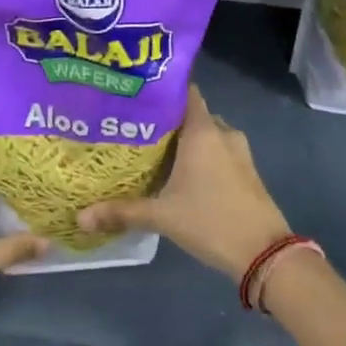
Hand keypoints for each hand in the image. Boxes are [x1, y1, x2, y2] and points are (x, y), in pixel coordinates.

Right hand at [76, 85, 290, 279]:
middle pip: (191, 115)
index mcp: (203, 131)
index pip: (184, 92)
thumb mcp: (162, 216)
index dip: (161, 91)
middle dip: (166, 120)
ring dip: (184, 141)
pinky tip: (179, 173)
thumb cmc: (211, 221)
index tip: (136, 96)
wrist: (264, 253)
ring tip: (152, 151)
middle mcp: (222, 133)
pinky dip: (200, 156)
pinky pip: (218, 151)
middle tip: (134, 128)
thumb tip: (81, 216)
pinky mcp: (246, 171)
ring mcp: (239, 152)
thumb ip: (122, 211)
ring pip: (205, 135)